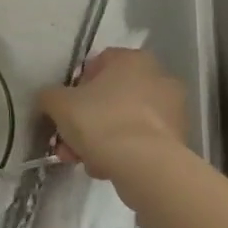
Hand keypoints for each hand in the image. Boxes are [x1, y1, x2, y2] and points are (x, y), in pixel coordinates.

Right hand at [38, 47, 187, 182]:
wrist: (144, 165)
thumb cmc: (100, 121)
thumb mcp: (58, 104)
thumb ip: (49, 96)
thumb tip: (50, 99)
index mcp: (132, 59)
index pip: (97, 64)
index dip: (76, 86)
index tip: (65, 108)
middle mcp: (158, 77)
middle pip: (110, 96)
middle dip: (86, 119)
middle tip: (68, 141)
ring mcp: (172, 109)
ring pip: (124, 120)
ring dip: (101, 138)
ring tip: (84, 161)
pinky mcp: (177, 138)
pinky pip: (140, 140)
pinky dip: (123, 151)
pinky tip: (106, 168)